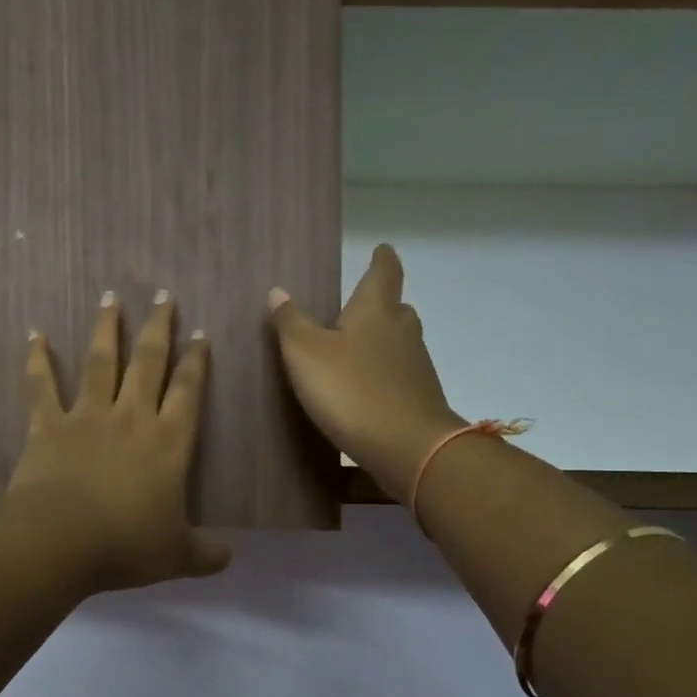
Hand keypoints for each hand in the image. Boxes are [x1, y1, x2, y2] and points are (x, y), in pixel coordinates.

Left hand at [6, 291, 231, 591]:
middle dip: (159, 328)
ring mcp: (87, 416)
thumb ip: (205, 555)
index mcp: (168, 443)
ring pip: (100, 362)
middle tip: (164, 296)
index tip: (201, 334)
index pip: (189, 392)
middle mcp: (131, 418)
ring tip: (111, 298)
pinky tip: (33, 334)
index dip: (197, 362)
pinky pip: (41, 386)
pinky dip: (37, 359)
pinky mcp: (48, 425)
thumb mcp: (177, 556)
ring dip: (106, 329)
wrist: (62, 540)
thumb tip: (229, 559)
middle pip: (149, 362)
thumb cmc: (127, 545)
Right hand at [268, 245, 463, 497]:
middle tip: (355, 307)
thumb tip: (278, 291)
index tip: (381, 249)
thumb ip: (290, 322)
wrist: (408, 447)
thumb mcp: (306, 354)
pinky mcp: (419, 397)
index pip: (384, 272)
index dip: (381, 259)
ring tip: (353, 349)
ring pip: (398, 342)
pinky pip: (399, 374)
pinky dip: (383, 374)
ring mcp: (415, 365)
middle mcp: (402, 330)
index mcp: (375, 309)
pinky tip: (364, 389)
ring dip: (380, 341)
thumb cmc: (351, 390)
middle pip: (395, 308)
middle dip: (378, 304)